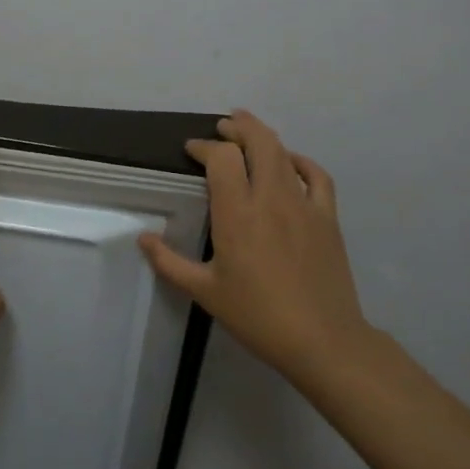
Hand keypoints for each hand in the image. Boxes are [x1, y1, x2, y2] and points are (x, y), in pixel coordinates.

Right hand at [139, 110, 369, 392]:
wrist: (323, 341)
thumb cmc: (258, 316)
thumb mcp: (205, 292)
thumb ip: (169, 262)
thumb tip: (143, 238)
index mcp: (237, 214)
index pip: (221, 158)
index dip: (205, 147)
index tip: (192, 150)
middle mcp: (270, 198)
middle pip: (257, 142)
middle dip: (237, 128)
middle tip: (222, 127)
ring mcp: (303, 205)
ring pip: (283, 153)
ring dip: (263, 136)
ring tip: (248, 131)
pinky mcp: (327, 217)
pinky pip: (317, 176)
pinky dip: (301, 160)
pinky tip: (290, 161)